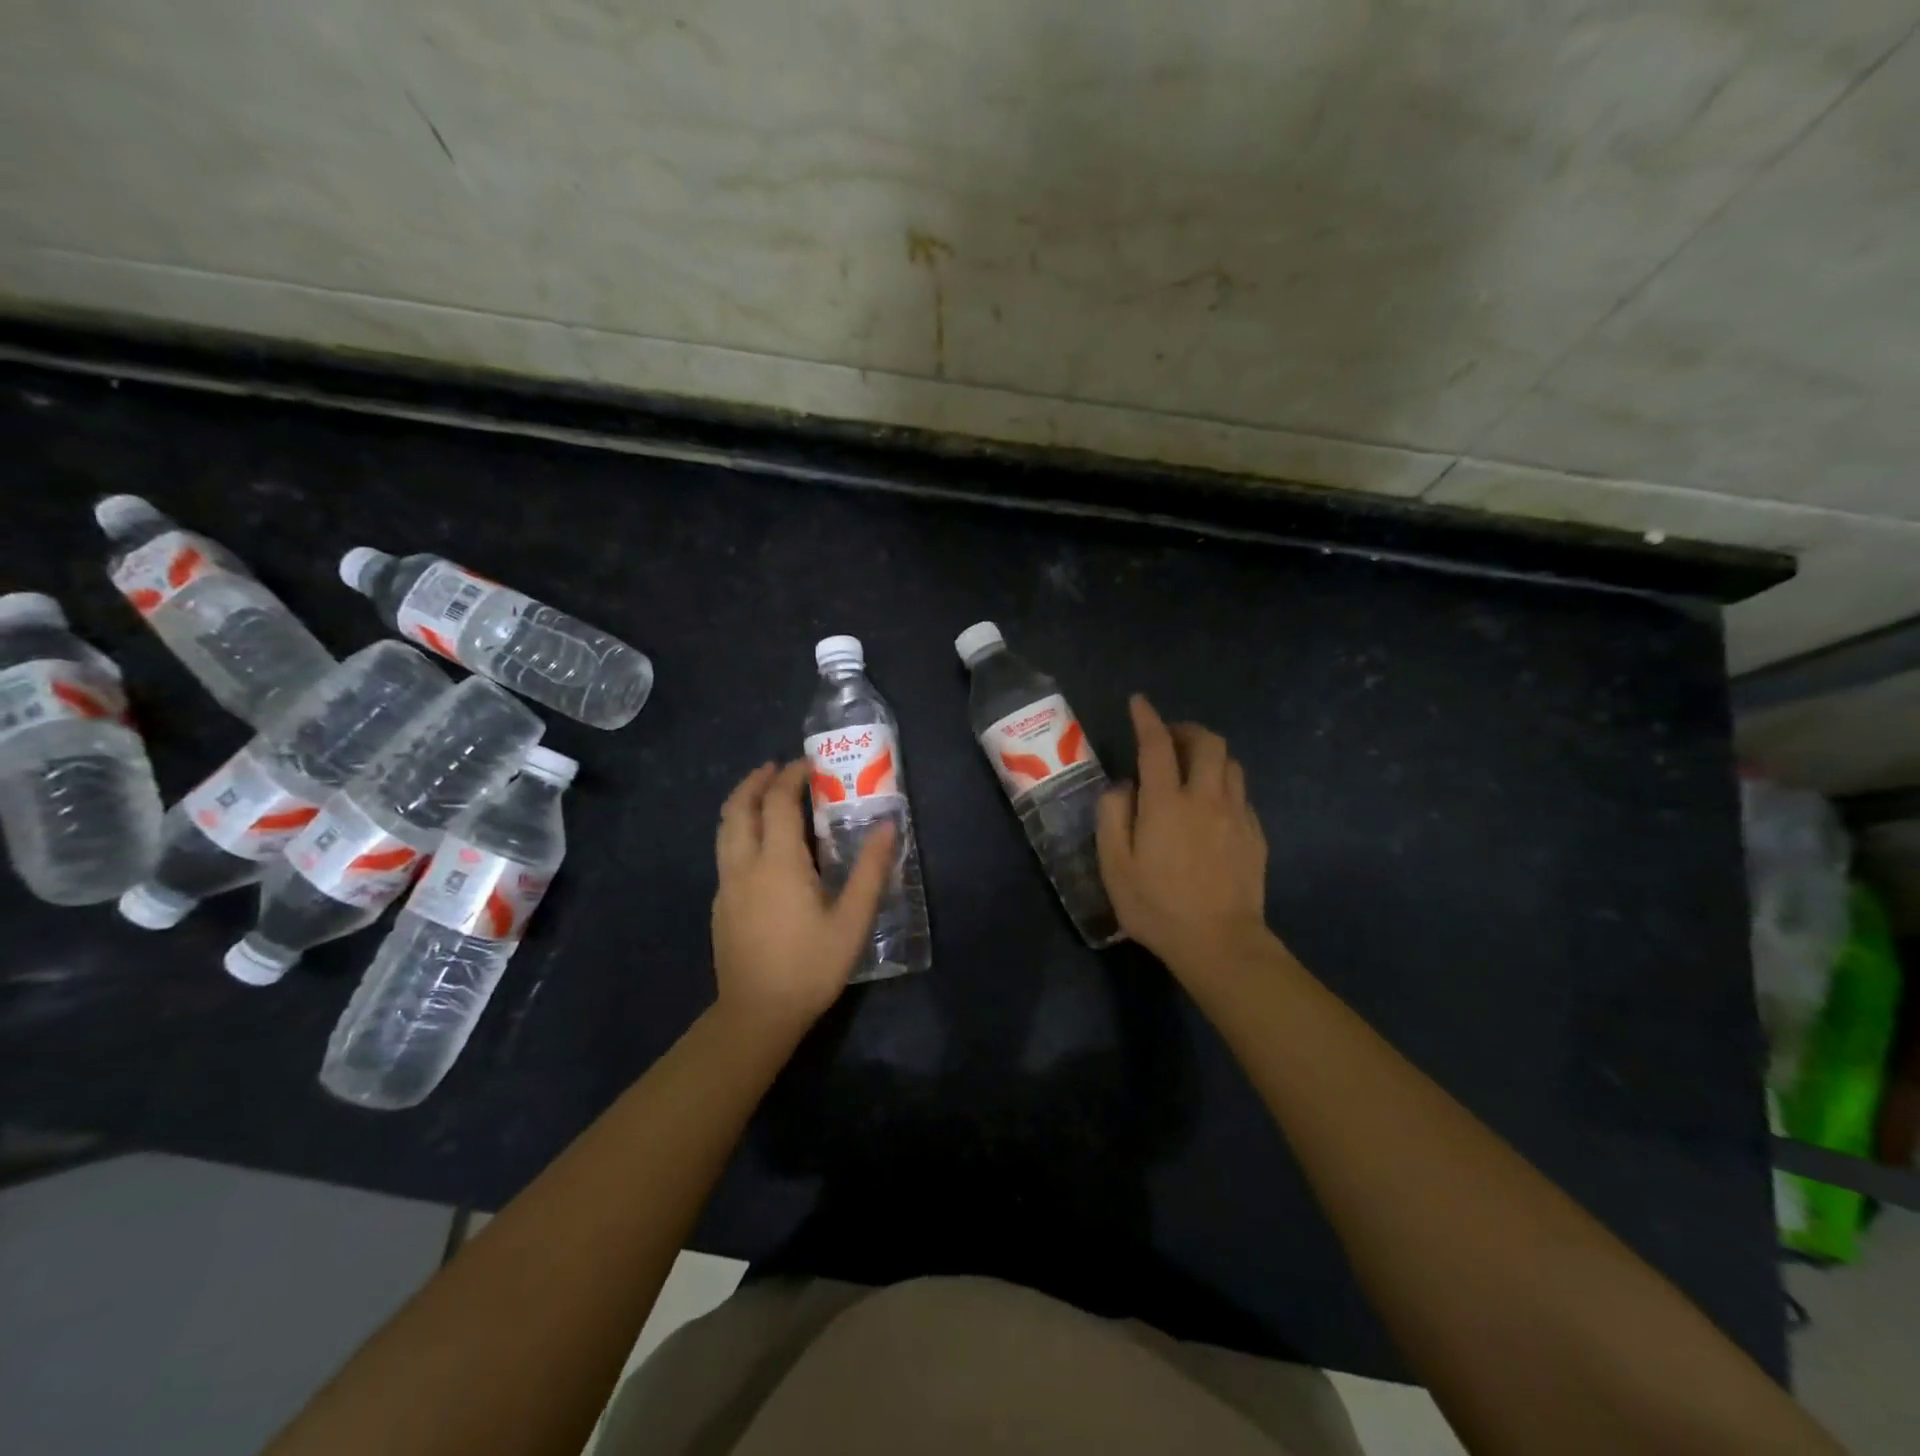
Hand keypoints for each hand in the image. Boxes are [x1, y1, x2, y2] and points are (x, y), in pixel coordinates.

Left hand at [711, 760, 895, 1033]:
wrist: (756, 1015)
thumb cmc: (810, 967)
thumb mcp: (852, 921)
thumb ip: (870, 871)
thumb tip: (887, 826)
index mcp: (778, 863)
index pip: (777, 802)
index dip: (790, 777)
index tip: (808, 764)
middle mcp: (745, 865)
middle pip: (739, 808)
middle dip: (756, 781)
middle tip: (776, 768)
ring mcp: (727, 886)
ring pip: (725, 830)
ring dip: (742, 803)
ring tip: (762, 794)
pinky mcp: (720, 905)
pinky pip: (725, 853)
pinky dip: (739, 831)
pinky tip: (759, 846)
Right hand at [1097, 694, 1270, 980]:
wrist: (1220, 943)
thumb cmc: (1157, 906)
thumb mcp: (1114, 866)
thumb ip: (1112, 817)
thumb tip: (1124, 787)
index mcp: (1167, 802)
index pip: (1157, 745)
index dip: (1147, 718)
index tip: (1139, 702)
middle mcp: (1206, 798)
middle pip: (1208, 742)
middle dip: (1186, 729)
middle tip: (1168, 739)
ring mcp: (1237, 815)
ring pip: (1231, 764)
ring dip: (1209, 755)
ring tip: (1191, 769)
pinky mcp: (1255, 835)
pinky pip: (1241, 794)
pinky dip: (1224, 785)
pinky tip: (1211, 807)